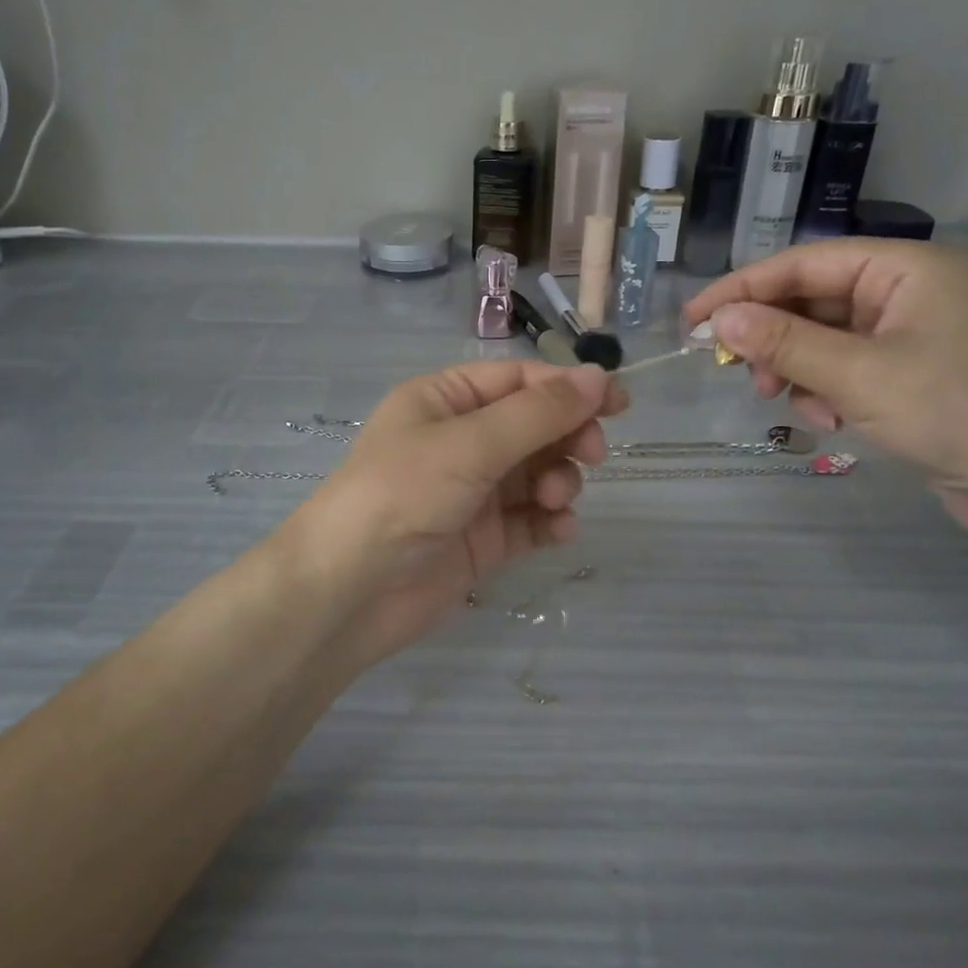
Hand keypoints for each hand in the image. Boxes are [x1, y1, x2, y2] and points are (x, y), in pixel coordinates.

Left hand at [277, 361, 626, 670]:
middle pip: (533, 425)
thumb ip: (539, 412)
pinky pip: (529, 520)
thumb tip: (599, 377)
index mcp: (445, 400)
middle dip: (567, 437)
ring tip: (554, 500)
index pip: (518, 380)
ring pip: (537, 473)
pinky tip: (558, 530)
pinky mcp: (481, 540)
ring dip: (558, 481)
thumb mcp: (470, 443)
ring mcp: (471, 492)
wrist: (348, 590)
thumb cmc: (402, 494)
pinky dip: (549, 521)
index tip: (618, 403)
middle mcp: (459, 440)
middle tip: (591, 455)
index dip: (569, 387)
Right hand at [683, 239, 967, 536]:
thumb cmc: (953, 410)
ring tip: (792, 404)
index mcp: (904, 267)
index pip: (801, 263)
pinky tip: (832, 420)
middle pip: (812, 300)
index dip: (742, 290)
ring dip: (797, 369)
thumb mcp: (856, 374)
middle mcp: (907, 290)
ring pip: (824, 338)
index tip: (693, 320)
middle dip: (773, 338)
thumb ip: (782, 342)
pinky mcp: (913, 372)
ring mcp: (912, 333)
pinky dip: (827, 389)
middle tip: (736, 373)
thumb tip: (719, 319)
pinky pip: (847, 367)